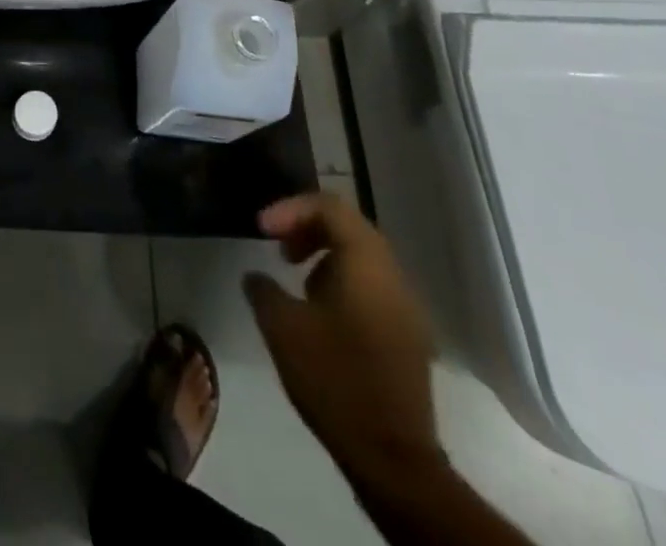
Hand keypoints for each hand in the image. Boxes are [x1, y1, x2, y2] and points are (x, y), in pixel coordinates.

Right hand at [244, 191, 442, 484]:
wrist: (392, 458)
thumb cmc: (333, 378)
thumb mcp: (282, 326)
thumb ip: (264, 289)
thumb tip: (257, 277)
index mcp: (367, 264)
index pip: (330, 206)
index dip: (291, 208)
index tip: (262, 230)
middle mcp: (394, 278)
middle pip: (351, 227)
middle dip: (308, 227)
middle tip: (276, 244)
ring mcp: (407, 310)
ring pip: (363, 258)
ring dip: (324, 254)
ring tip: (293, 276)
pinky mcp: (408, 338)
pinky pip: (373, 287)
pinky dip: (342, 280)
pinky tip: (318, 310)